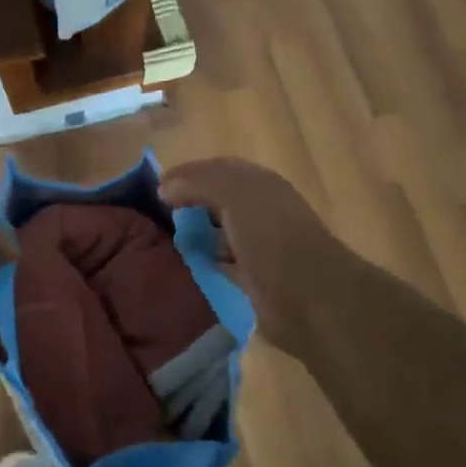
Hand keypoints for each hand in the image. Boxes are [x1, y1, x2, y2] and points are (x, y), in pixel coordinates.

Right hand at [161, 158, 352, 362]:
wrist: (309, 297)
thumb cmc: (271, 235)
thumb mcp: (233, 193)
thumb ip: (198, 182)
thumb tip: (164, 187)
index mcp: (260, 184)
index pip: (218, 169)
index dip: (187, 174)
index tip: (156, 190)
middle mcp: (261, 210)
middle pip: (217, 200)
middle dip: (189, 204)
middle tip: (157, 216)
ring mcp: (259, 246)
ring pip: (219, 232)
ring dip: (196, 235)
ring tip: (164, 242)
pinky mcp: (254, 279)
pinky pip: (222, 264)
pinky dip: (204, 263)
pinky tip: (184, 268)